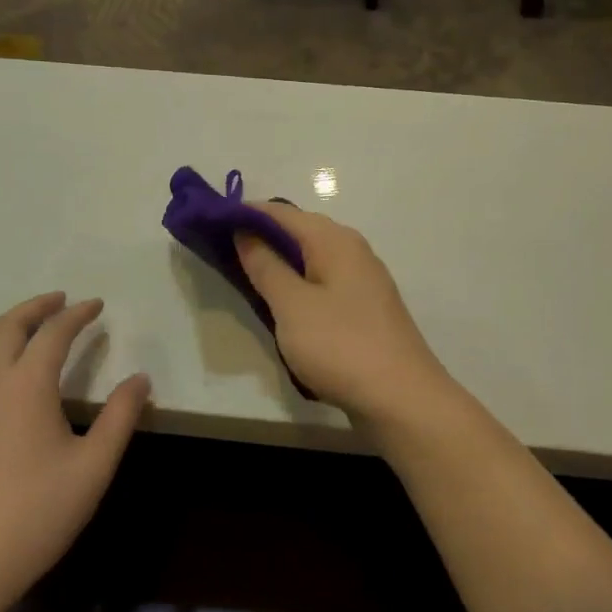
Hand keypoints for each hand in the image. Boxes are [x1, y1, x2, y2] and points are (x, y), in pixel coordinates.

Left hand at [0, 294, 149, 610]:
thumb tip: (139, 379)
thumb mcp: (94, 466)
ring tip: (32, 323)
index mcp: (25, 386)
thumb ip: (119, 417)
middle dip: (36, 307)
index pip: (53, 333)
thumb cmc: (36, 514)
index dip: (77, 314)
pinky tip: (3, 369)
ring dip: (8, 324)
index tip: (98, 305)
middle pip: (8, 327)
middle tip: (62, 300)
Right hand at [235, 205, 453, 427]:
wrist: (401, 399)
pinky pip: (322, 285)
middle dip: (261, 238)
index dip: (245, 214)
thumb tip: (245, 232)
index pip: (282, 213)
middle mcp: (353, 251)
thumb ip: (265, 266)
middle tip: (221, 252)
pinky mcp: (364, 310)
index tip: (209, 223)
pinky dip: (298, 288)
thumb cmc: (341, 346)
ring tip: (244, 278)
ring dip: (279, 265)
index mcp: (336, 241)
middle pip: (299, 233)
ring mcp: (362, 282)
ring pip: (311, 261)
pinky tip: (281, 307)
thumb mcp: (292, 305)